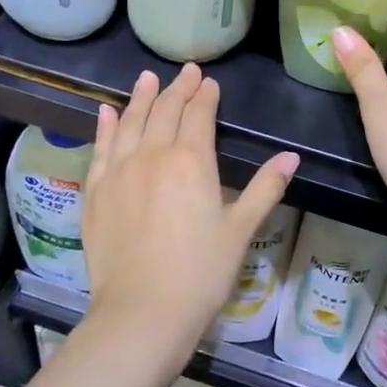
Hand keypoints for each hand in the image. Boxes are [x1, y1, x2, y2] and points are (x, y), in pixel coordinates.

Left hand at [81, 63, 299, 357]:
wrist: (141, 313)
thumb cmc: (200, 273)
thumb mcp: (240, 230)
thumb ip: (265, 188)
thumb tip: (291, 156)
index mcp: (191, 161)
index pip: (199, 115)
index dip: (205, 96)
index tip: (210, 82)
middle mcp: (152, 155)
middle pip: (164, 111)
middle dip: (177, 89)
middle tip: (186, 72)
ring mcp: (119, 171)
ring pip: (130, 122)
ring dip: (140, 97)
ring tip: (146, 78)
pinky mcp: (95, 191)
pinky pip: (100, 149)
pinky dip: (105, 127)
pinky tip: (107, 113)